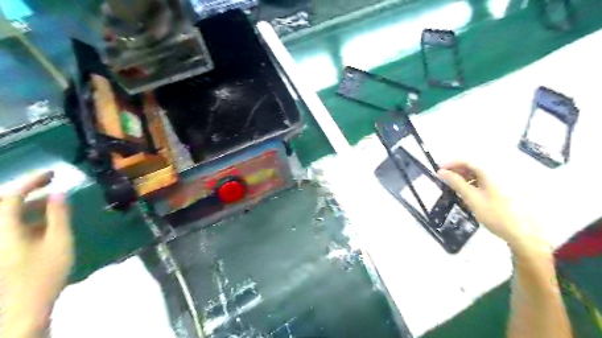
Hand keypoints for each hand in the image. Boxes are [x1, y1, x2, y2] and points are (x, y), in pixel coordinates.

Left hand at [0, 174, 73, 335]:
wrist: (22, 308)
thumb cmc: (44, 273)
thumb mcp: (59, 242)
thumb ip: (59, 216)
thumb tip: (59, 193)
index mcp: (5, 230)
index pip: (11, 197)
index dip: (31, 181)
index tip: (53, 173)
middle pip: (5, 204)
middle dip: (29, 190)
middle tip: (52, 183)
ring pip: (9, 216)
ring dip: (30, 205)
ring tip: (55, 201)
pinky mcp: (3, 250)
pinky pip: (11, 227)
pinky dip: (27, 218)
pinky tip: (46, 221)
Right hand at [438, 163, 545, 253]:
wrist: (525, 233)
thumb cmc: (495, 215)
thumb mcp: (472, 198)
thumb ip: (456, 183)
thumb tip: (441, 172)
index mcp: (491, 171)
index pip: (467, 160)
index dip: (451, 164)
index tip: (439, 172)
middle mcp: (500, 171)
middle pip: (475, 164)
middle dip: (458, 170)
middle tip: (446, 179)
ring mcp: (507, 179)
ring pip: (482, 172)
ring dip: (467, 176)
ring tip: (456, 186)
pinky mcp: (509, 187)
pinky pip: (489, 178)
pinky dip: (476, 181)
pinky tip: (471, 191)